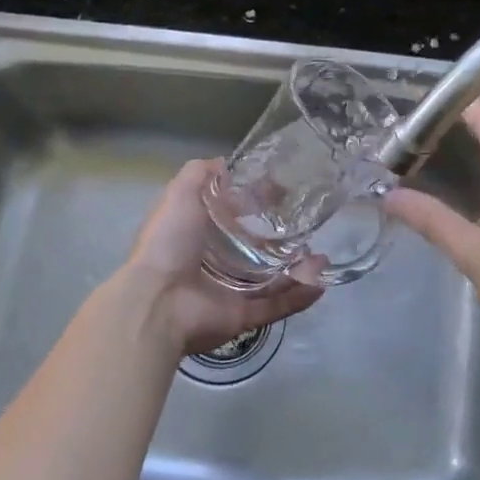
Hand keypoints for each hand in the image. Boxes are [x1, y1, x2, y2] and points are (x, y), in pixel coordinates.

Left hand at [121, 159, 322, 359]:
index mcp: (196, 235)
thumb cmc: (168, 242)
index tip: (281, 192)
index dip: (253, 203)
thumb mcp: (179, 194)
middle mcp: (213, 264)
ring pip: (271, 280)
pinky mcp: (243, 317)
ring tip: (322, 257)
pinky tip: (321, 284)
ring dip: (297, 269)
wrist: (158, 302)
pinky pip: (276, 306)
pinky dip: (298, 298)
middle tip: (308, 226)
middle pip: (253, 250)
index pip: (230, 216)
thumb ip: (200, 174)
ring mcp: (229, 292)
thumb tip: (224, 163)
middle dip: (281, 240)